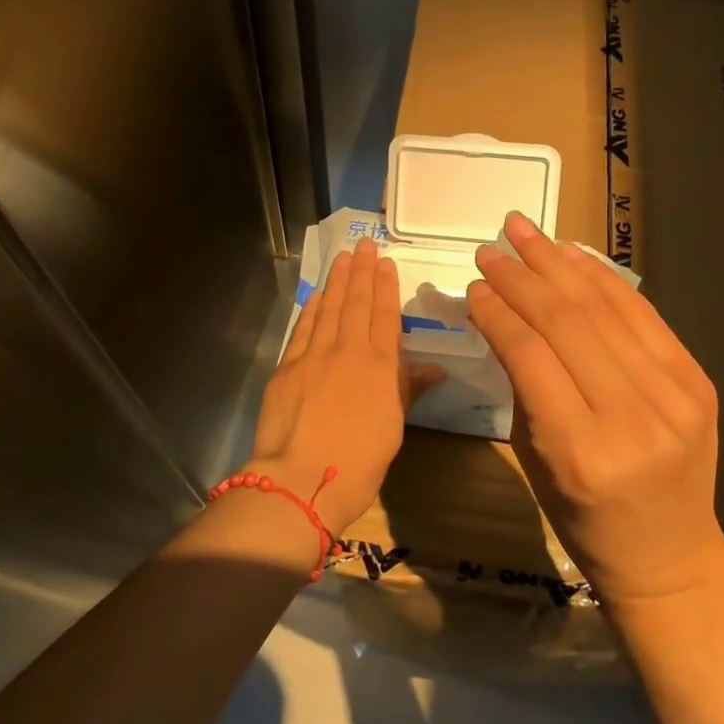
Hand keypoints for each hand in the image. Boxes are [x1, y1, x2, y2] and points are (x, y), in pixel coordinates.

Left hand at [247, 237, 440, 528]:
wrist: (302, 480)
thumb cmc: (359, 462)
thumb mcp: (393, 427)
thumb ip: (408, 389)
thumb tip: (435, 369)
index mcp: (380, 365)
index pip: (385, 315)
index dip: (385, 286)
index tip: (385, 262)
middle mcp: (349, 350)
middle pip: (357, 302)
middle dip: (362, 271)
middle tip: (364, 244)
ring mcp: (315, 355)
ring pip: (330, 308)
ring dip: (338, 280)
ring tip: (343, 256)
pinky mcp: (288, 366)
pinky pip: (304, 328)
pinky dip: (312, 308)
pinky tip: (317, 294)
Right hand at [468, 212, 723, 604]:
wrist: (671, 555)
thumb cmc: (583, 519)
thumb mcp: (535, 460)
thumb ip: (522, 383)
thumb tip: (501, 311)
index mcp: (579, 452)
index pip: (529, 356)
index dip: (498, 311)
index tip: (474, 284)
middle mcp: (631, 419)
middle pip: (566, 322)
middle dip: (522, 276)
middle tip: (491, 247)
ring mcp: (673, 396)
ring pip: (604, 308)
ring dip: (558, 262)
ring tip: (524, 231)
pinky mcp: (697, 381)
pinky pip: (642, 314)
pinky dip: (602, 278)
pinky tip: (572, 254)